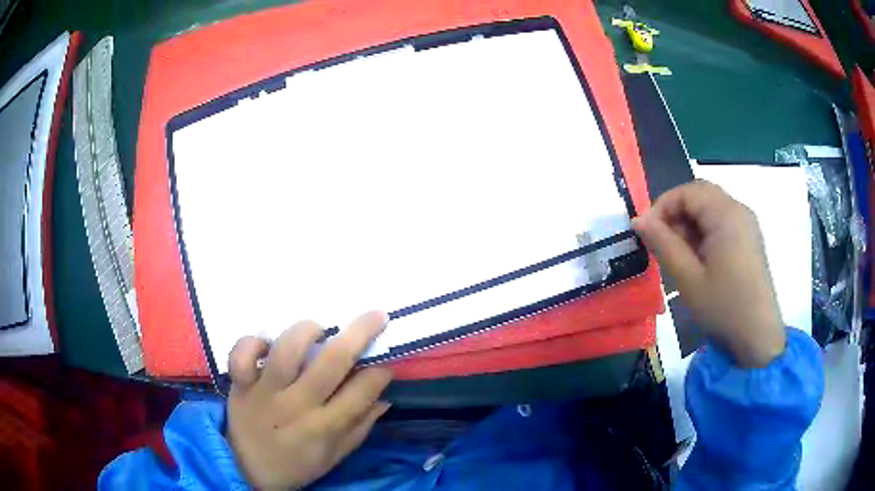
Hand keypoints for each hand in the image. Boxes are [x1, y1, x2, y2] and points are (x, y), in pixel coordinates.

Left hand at [226, 311, 392, 489]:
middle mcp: (297, 405)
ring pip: (287, 348)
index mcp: (325, 427)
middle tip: (376, 316)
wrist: (249, 471)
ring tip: (318, 330)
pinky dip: (253, 342)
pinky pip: (241, 354)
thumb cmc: (297, 465)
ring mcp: (265, 392)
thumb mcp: (335, 456)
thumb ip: (360, 427)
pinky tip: (267, 346)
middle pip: (332, 360)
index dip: (380, 371)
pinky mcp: (240, 385)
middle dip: (360, 332)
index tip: (385, 363)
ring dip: (307, 330)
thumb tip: (384, 397)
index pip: (362, 390)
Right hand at [632, 180, 785, 367]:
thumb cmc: (723, 308)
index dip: (662, 206)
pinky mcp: (749, 240)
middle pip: (700, 196)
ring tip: (678, 255)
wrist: (758, 338)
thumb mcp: (688, 278)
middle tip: (661, 243)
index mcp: (726, 214)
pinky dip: (704, 233)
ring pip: (710, 209)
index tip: (646, 233)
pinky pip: (722, 223)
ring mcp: (747, 225)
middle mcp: (739, 210)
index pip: (687, 191)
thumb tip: (638, 220)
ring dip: (689, 225)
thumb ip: (663, 243)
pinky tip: (698, 260)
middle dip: (676, 214)